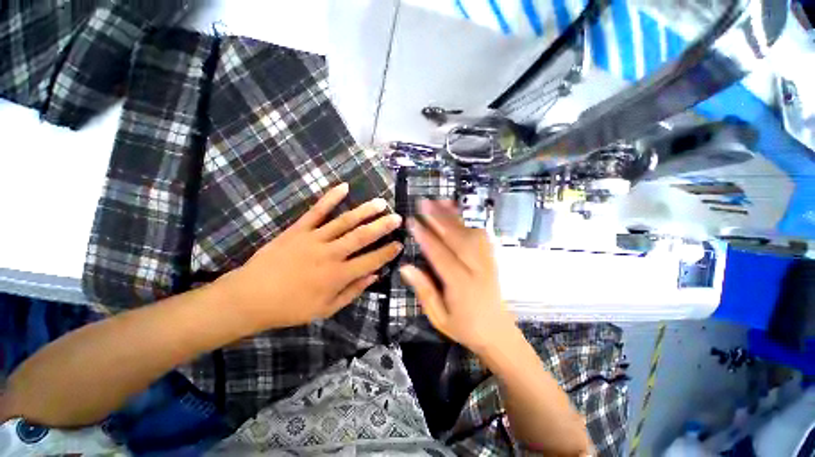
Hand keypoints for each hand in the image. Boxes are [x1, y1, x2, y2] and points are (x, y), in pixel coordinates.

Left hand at [219, 183, 402, 330]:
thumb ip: (352, 292)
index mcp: (337, 275)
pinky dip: (330, 197)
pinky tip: (344, 186)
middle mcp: (330, 254)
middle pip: (361, 236)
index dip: (387, 252)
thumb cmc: (290, 308)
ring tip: (380, 203)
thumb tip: (374, 276)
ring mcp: (313, 238)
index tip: (399, 244)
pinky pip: (316, 211)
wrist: (250, 297)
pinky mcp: (298, 229)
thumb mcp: (326, 309)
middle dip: (382, 226)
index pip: (371, 260)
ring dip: (365, 211)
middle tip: (397, 218)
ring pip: (344, 221)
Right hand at [399, 199, 516, 354]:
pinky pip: (481, 235)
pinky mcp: (492, 259)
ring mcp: (487, 261)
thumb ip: (424, 291)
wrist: (499, 334)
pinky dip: (469, 221)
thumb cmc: (465, 328)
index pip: (440, 255)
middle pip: (457, 238)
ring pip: (470, 233)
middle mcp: (476, 269)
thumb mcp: (439, 317)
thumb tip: (406, 267)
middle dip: (439, 218)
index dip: (425, 237)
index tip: (412, 221)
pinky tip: (458, 214)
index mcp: (461, 285)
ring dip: (454, 216)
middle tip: (424, 202)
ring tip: (440, 201)